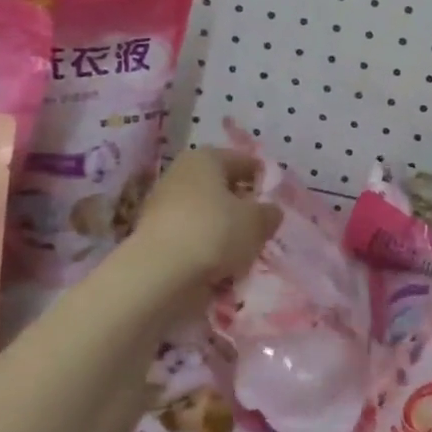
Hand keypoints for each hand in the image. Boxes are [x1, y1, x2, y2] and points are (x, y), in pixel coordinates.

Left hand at [122, 147, 280, 316]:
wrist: (157, 274)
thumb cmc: (214, 233)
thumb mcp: (256, 222)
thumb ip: (269, 213)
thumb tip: (270, 211)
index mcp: (206, 158)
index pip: (244, 161)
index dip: (263, 180)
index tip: (276, 202)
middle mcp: (181, 173)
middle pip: (221, 187)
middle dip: (241, 205)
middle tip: (261, 227)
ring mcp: (163, 203)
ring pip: (206, 213)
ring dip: (223, 229)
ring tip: (242, 251)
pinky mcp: (154, 234)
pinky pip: (191, 236)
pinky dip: (205, 247)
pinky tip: (219, 265)